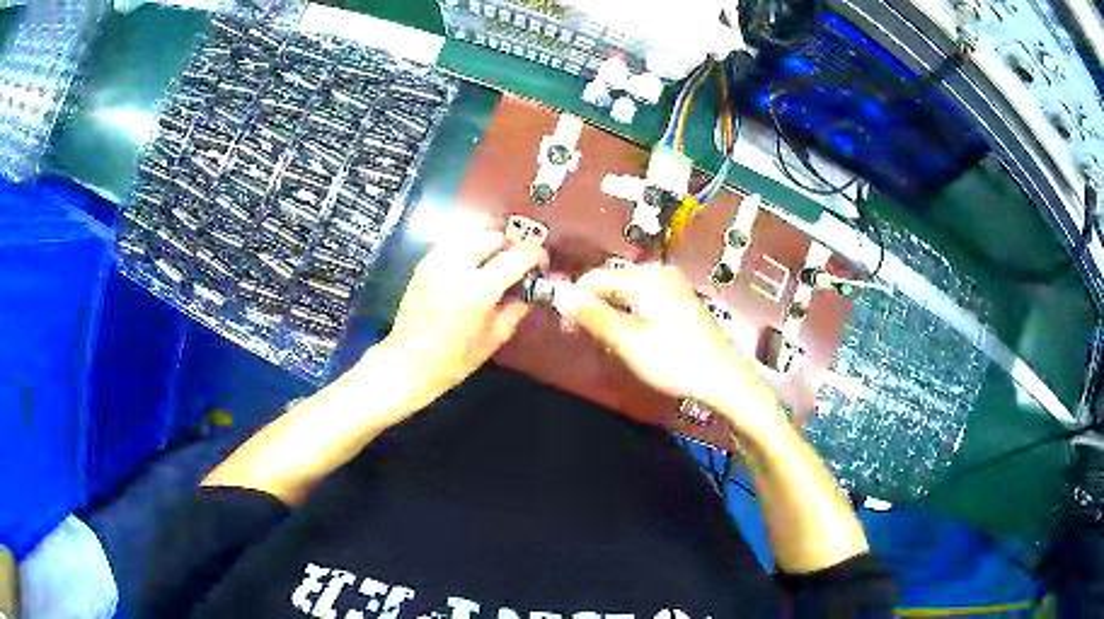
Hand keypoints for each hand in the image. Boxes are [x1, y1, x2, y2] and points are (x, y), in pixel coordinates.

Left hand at [382, 230, 545, 396]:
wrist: (408, 362)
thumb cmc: (455, 359)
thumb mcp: (495, 337)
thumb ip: (517, 307)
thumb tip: (533, 288)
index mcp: (479, 289)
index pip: (518, 255)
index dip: (535, 255)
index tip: (540, 264)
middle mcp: (458, 267)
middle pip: (494, 237)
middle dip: (510, 247)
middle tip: (517, 266)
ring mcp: (437, 261)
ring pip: (473, 236)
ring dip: (489, 246)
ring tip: (494, 266)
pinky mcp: (424, 263)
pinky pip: (454, 245)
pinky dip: (469, 250)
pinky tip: (471, 269)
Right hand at [569, 263, 782, 432]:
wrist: (724, 379)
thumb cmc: (676, 361)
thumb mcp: (628, 342)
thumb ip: (593, 316)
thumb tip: (563, 297)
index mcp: (646, 277)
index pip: (595, 277)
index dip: (575, 299)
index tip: (564, 326)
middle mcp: (659, 273)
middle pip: (611, 282)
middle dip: (593, 307)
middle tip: (585, 338)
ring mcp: (672, 286)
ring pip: (626, 293)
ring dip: (610, 314)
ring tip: (608, 343)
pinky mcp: (679, 301)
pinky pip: (642, 300)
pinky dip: (629, 316)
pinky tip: (631, 339)